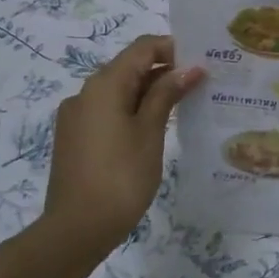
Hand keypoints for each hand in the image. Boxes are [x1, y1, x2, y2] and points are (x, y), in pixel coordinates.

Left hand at [38, 35, 202, 261]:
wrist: (77, 229)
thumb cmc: (121, 176)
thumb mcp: (150, 132)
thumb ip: (167, 94)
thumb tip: (189, 68)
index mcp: (104, 85)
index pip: (142, 48)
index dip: (173, 49)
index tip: (202, 63)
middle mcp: (85, 93)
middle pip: (129, 67)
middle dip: (165, 71)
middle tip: (200, 85)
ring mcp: (77, 117)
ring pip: (119, 91)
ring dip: (150, 92)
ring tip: (184, 107)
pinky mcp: (75, 138)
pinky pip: (109, 111)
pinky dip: (133, 111)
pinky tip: (155, 129)